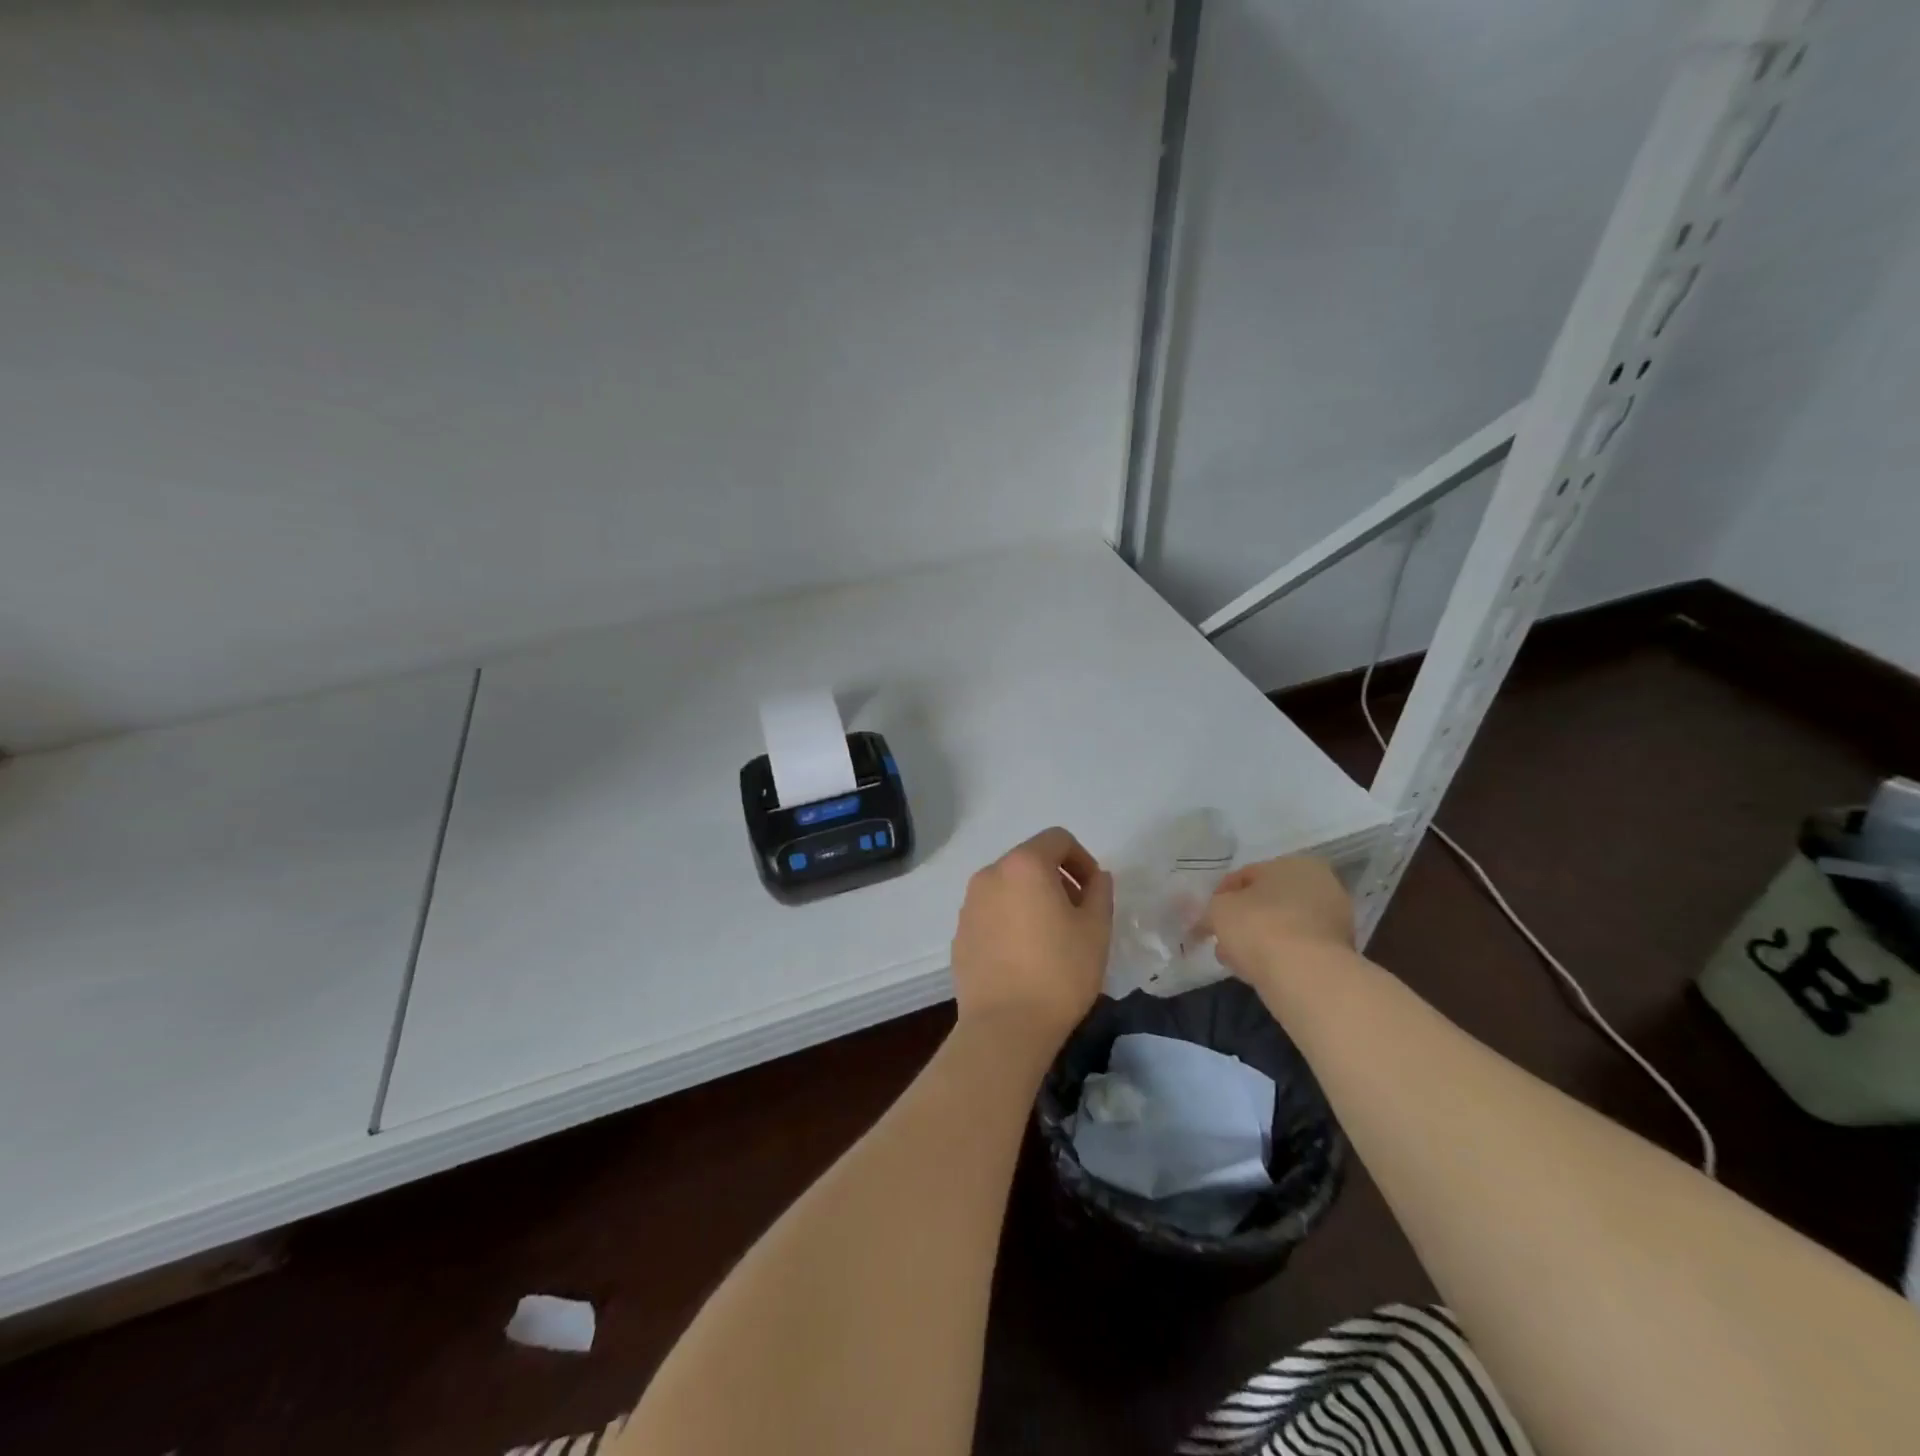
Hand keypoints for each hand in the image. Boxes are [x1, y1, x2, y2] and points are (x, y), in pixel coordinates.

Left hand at [951, 827, 1113, 1049]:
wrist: (1004, 1026)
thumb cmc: (1059, 973)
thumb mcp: (1096, 930)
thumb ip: (1100, 893)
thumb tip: (1096, 878)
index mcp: (1024, 865)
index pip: (1057, 839)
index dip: (1082, 859)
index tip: (1093, 893)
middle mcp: (990, 874)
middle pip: (1029, 860)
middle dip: (1057, 879)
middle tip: (1077, 915)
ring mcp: (969, 904)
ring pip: (1008, 887)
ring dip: (1031, 899)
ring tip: (1050, 938)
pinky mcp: (959, 933)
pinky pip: (990, 913)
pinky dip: (1009, 920)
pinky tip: (1023, 957)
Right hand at [1199, 855, 1354, 987]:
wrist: (1305, 976)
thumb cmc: (1259, 927)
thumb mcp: (1219, 909)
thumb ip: (1210, 909)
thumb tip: (1206, 919)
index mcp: (1295, 863)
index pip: (1246, 875)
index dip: (1221, 895)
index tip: (1207, 916)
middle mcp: (1321, 885)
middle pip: (1267, 901)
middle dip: (1242, 918)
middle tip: (1220, 937)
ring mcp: (1334, 921)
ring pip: (1282, 926)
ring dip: (1258, 939)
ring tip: (1234, 958)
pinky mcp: (1339, 953)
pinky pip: (1296, 948)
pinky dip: (1277, 955)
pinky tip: (1256, 969)